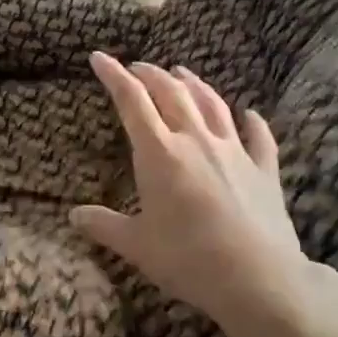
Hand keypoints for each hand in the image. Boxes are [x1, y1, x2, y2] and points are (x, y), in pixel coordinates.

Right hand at [70, 53, 333, 336]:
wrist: (258, 279)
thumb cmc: (189, 260)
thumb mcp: (138, 247)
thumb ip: (105, 226)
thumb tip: (73, 216)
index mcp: (160, 153)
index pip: (132, 101)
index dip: (114, 75)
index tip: (99, 58)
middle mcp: (196, 140)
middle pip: (172, 93)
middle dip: (151, 74)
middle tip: (138, 67)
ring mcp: (234, 151)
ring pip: (212, 104)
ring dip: (195, 84)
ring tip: (182, 73)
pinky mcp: (264, 169)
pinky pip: (259, 137)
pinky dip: (253, 121)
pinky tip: (250, 114)